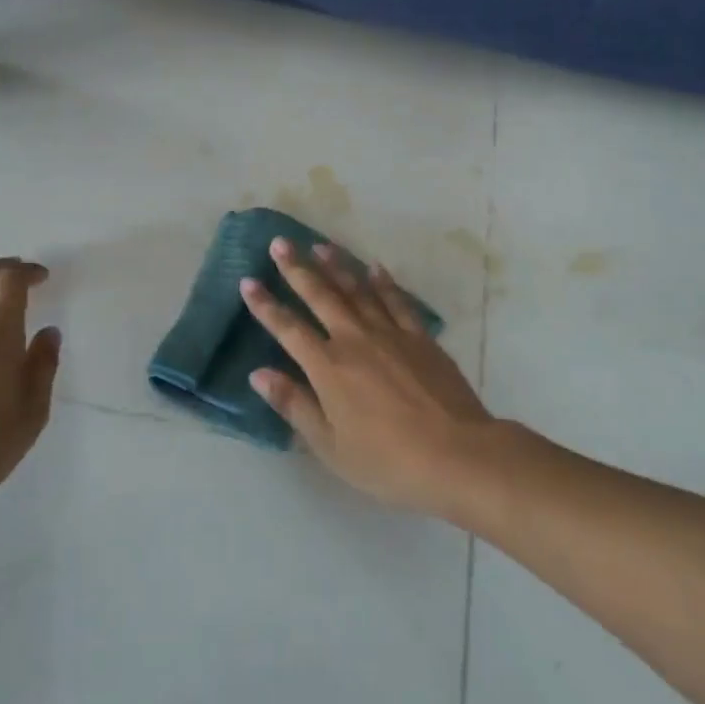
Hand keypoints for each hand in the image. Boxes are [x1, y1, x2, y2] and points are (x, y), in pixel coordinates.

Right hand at [240, 240, 493, 517]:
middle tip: (280, 243)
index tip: (248, 281)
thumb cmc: (386, 460)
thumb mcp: (330, 445)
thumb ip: (294, 405)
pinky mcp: (420, 338)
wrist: (456, 454)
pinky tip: (375, 268)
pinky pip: (397, 300)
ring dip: (337, 266)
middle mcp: (355, 339)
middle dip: (297, 269)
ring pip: (358, 290)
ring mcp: (391, 334)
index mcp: (328, 367)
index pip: (288, 329)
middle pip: (321, 296)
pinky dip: (384, 282)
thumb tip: (259, 374)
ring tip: (320, 245)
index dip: (266, 306)